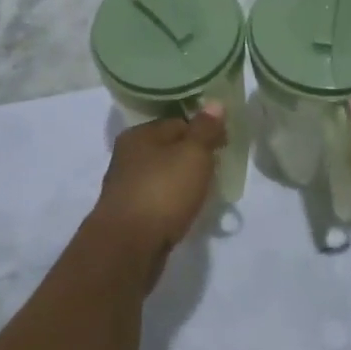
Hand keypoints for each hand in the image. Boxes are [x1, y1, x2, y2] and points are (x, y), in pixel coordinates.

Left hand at [93, 106, 226, 258]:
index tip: (225, 145)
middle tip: (217, 169)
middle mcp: (127, 156)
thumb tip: (214, 102)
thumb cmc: (162, 192)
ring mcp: (125, 187)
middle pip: (168, 149)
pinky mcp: (128, 215)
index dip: (204, 131)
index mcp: (139, 134)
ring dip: (181, 181)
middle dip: (192, 157)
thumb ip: (205, 129)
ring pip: (162, 175)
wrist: (128, 247)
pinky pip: (157, 199)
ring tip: (205, 192)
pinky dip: (172, 202)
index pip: (178, 122)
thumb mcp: (192, 154)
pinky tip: (184, 212)